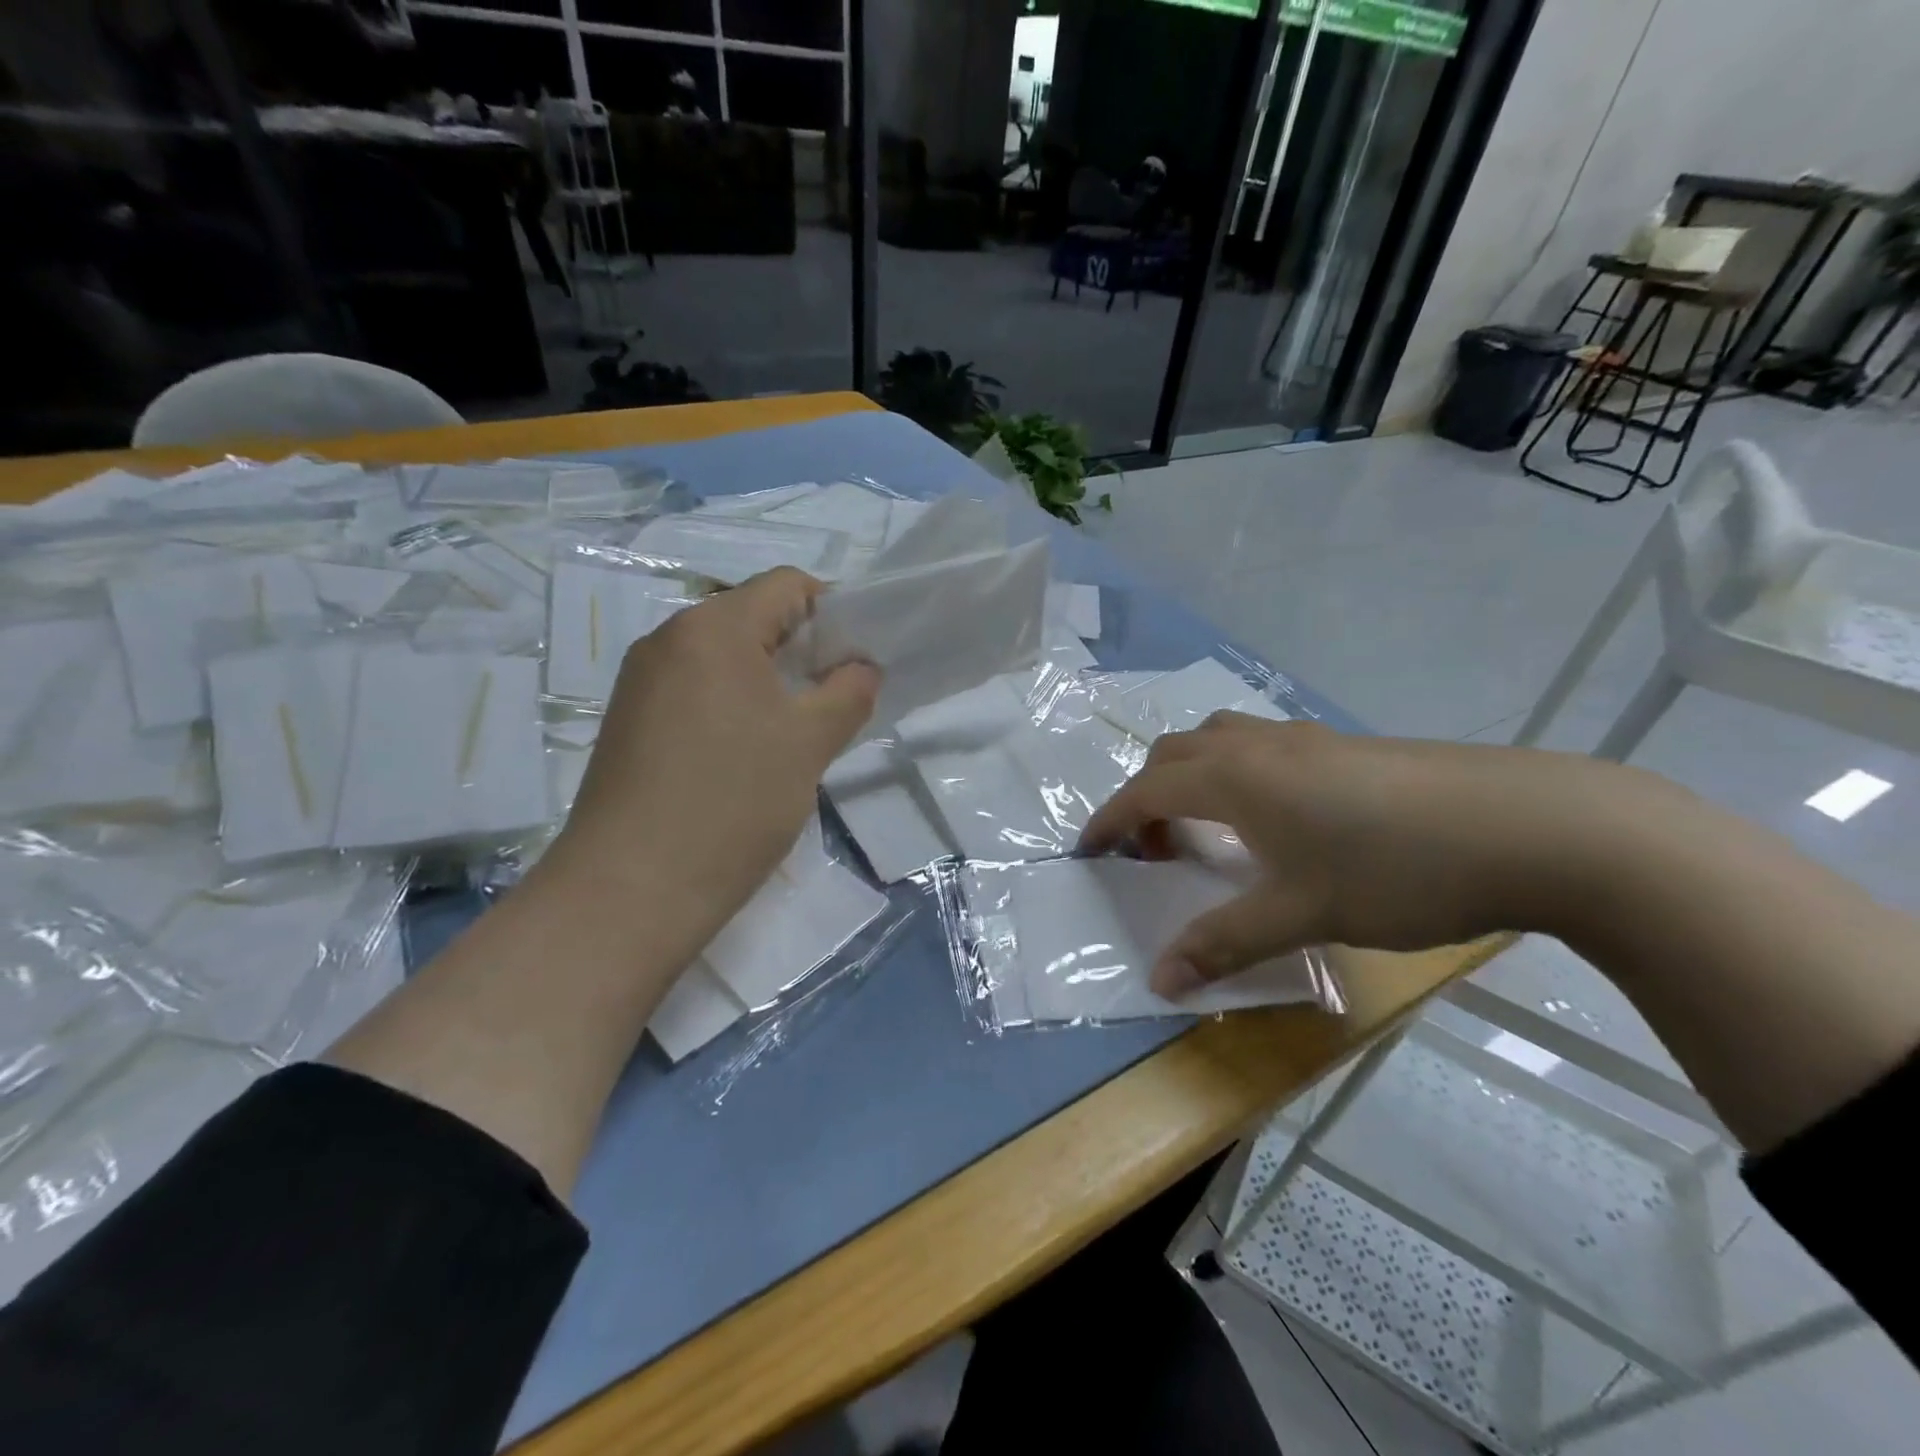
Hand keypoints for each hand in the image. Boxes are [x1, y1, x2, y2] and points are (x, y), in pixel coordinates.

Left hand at [545, 568, 878, 961]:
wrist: (631, 889)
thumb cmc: (733, 802)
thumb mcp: (809, 743)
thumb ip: (849, 692)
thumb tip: (861, 666)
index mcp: (713, 627)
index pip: (788, 585)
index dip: (833, 613)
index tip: (856, 662)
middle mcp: (668, 639)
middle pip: (752, 617)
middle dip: (802, 650)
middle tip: (833, 701)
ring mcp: (641, 680)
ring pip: (723, 657)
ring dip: (768, 681)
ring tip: (792, 735)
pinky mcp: (630, 720)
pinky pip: (695, 689)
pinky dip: (732, 704)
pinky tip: (745, 755)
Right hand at [1079, 715, 1663, 996]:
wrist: (1533, 826)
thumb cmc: (1397, 869)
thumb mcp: (1302, 915)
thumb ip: (1224, 944)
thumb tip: (1160, 980)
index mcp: (1235, 778)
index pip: (1146, 791)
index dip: (1110, 821)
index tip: (1088, 851)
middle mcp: (1260, 746)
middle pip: (1175, 754)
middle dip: (1148, 797)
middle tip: (1155, 850)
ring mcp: (1307, 739)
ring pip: (1220, 741)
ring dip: (1193, 778)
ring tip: (1210, 830)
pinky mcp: (1347, 746)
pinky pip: (1263, 748)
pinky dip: (1237, 775)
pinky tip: (1278, 820)